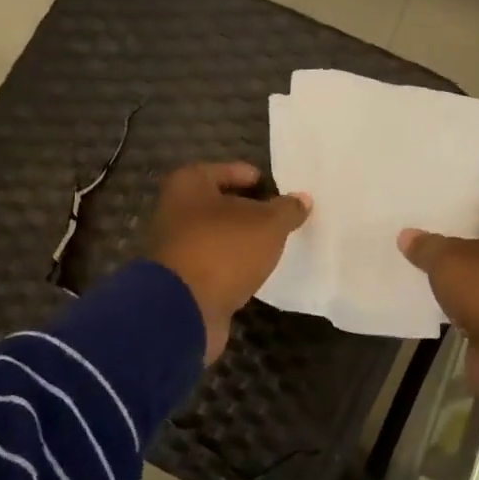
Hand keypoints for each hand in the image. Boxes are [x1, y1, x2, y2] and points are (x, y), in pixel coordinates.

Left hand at [149, 162, 311, 362]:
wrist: (184, 308)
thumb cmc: (225, 249)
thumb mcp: (268, 224)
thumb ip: (287, 209)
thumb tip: (302, 199)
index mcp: (189, 183)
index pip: (230, 170)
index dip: (258, 180)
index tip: (282, 194)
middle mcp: (175, 209)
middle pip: (222, 204)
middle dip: (251, 211)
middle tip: (282, 220)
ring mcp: (175, 246)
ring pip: (218, 235)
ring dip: (242, 240)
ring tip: (273, 246)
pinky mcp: (181, 278)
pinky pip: (214, 262)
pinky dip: (233, 265)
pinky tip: (255, 272)